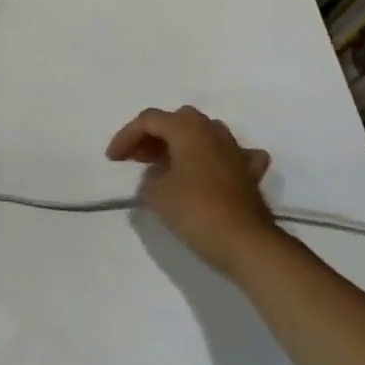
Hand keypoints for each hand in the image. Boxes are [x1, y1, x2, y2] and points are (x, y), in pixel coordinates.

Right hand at [106, 105, 285, 277]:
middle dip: (154, 136)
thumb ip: (149, 178)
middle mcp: (213, 131)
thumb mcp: (154, 194)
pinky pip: (232, 156)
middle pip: (177, 121)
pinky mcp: (250, 174)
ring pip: (205, 134)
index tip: (114, 160)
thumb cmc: (195, 211)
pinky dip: (218, 160)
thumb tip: (158, 176)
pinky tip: (211, 173)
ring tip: (168, 166)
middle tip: (139, 158)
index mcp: (187, 129)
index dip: (126, 136)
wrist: (246, 243)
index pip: (148, 120)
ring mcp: (236, 151)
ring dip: (183, 144)